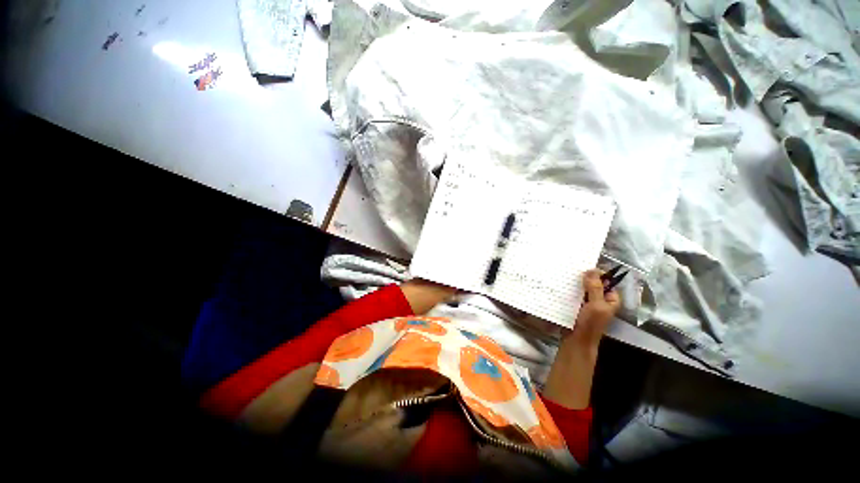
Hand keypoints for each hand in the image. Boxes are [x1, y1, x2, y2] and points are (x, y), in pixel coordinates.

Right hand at [567, 269, 620, 346]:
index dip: (598, 273)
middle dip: (585, 277)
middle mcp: (600, 300)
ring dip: (576, 284)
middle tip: (573, 270)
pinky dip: (570, 290)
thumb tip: (592, 270)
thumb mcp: (596, 304)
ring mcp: (588, 303)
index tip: (585, 268)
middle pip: (594, 284)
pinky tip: (562, 286)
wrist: (576, 340)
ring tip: (565, 276)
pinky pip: (575, 294)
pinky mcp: (577, 306)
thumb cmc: (590, 323)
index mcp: (611, 300)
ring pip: (583, 289)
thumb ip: (595, 288)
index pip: (607, 281)